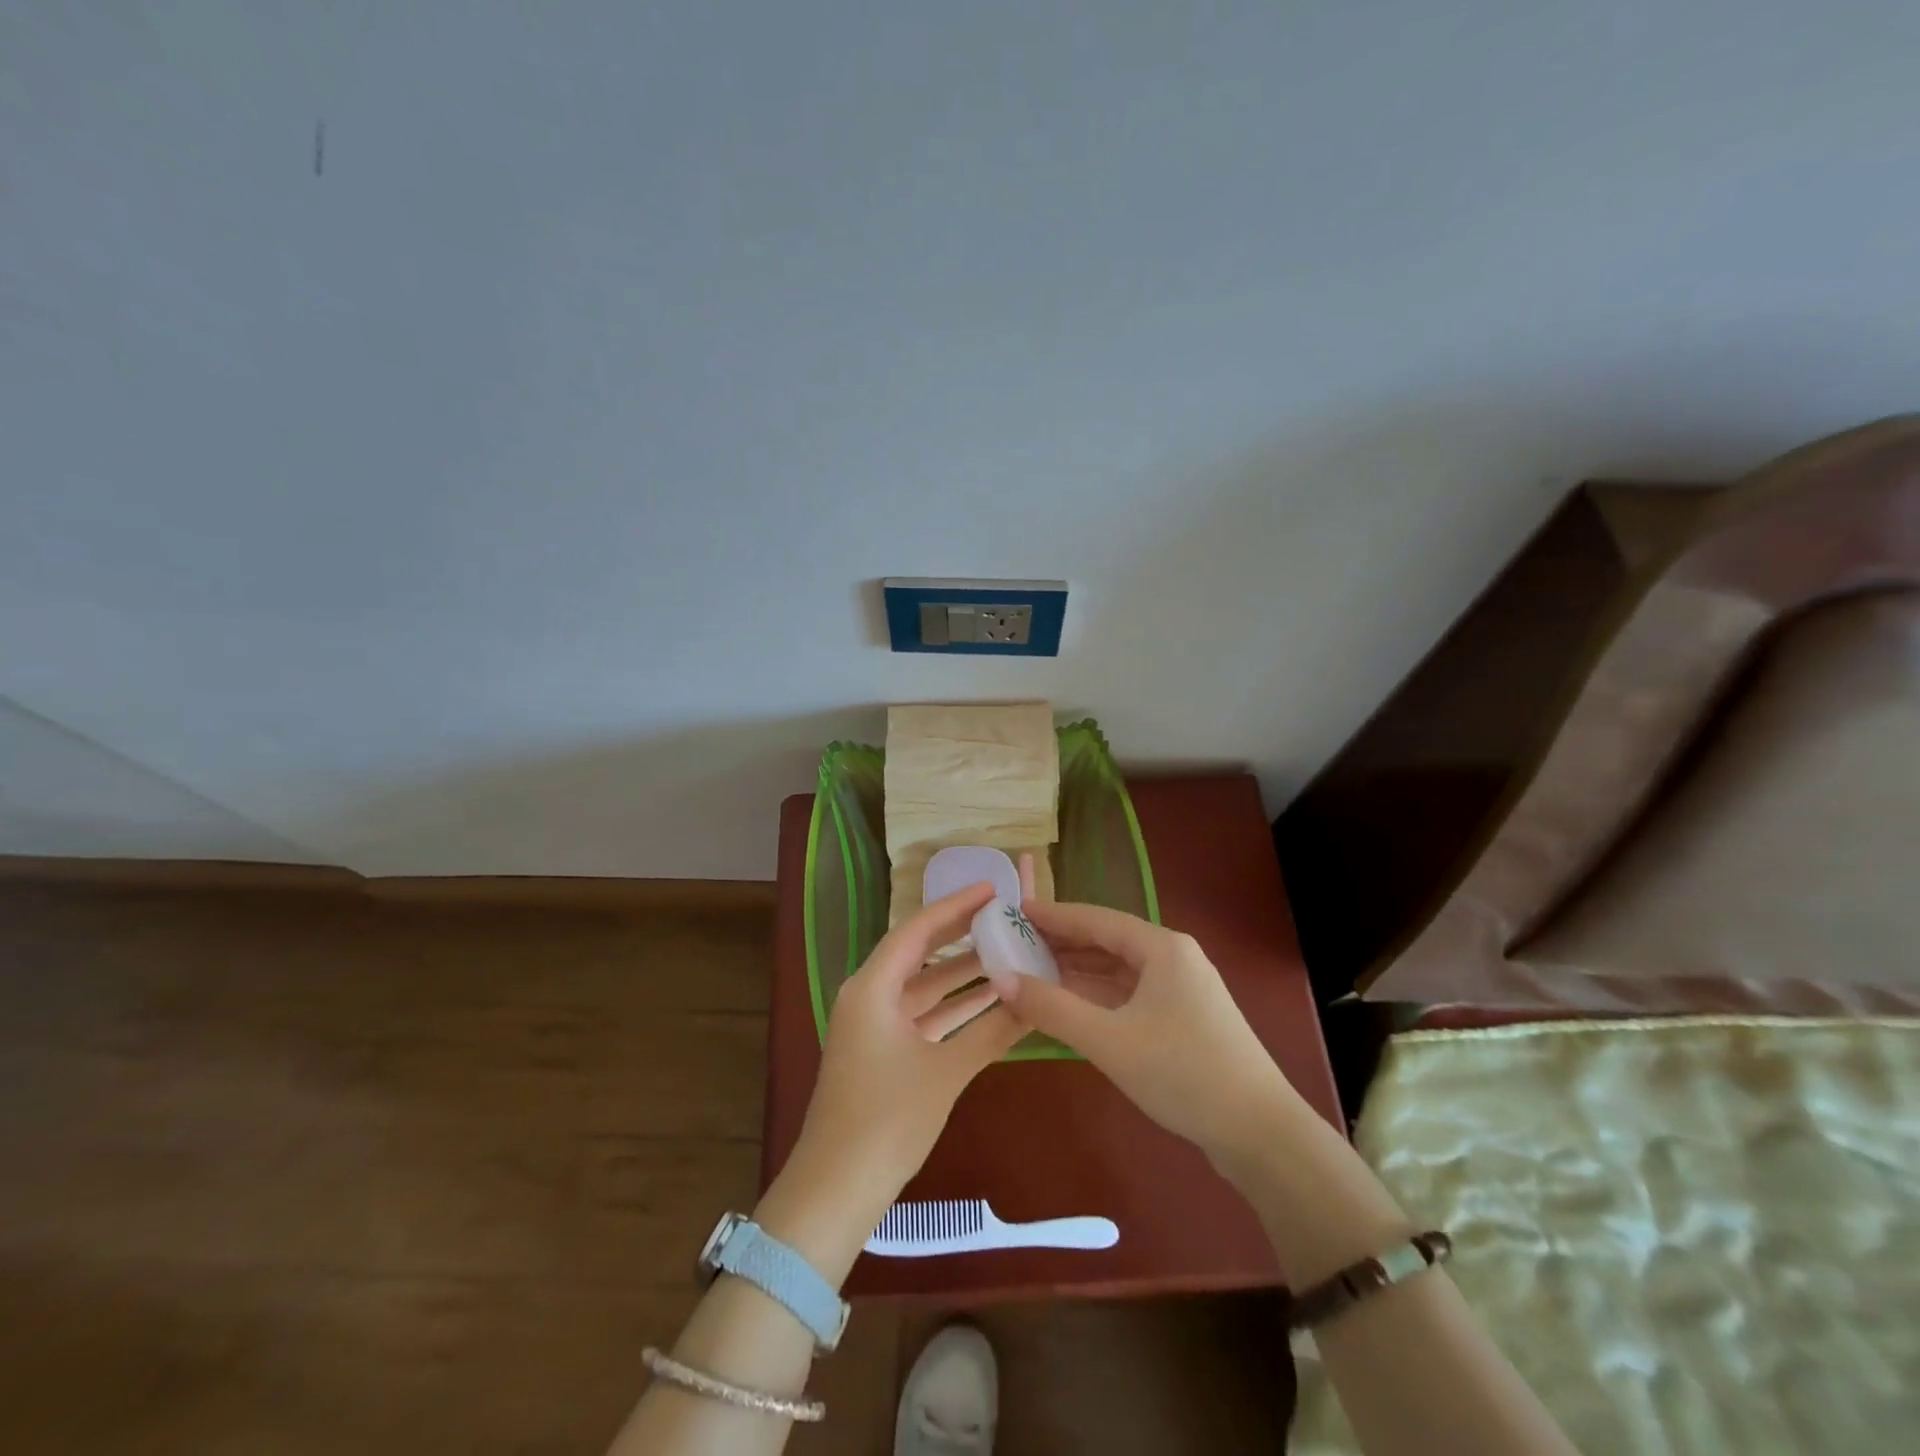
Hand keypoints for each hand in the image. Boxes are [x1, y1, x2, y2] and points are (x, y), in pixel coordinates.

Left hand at [783, 884, 1021, 1226]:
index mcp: (872, 988)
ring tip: (1008, 953)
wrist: (837, 1188)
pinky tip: (991, 1003)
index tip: (992, 890)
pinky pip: (922, 1015)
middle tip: (1005, 916)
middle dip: (962, 935)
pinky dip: (953, 1008)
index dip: (955, 906)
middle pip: (920, 953)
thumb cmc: (887, 1120)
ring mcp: (874, 1025)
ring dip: (962, 975)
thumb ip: (992, 1032)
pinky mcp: (882, 1051)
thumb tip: (1036, 1001)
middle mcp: (869, 996)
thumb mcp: (945, 1072)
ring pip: (924, 987)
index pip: (917, 931)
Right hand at [988, 899, 1298, 1160]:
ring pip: (1120, 971)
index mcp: (1162, 948)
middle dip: (1063, 944)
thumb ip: (1052, 1008)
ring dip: (1079, 972)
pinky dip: (1099, 997)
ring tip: (1034, 972)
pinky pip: (1131, 995)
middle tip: (1017, 944)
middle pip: (1108, 942)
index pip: (1096, 919)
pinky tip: (1071, 1006)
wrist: (1260, 1133)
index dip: (1054, 915)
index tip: (1016, 911)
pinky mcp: (1186, 1020)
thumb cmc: (1182, 1072)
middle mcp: (1174, 959)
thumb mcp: (1109, 1040)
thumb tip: (1002, 979)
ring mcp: (1183, 990)